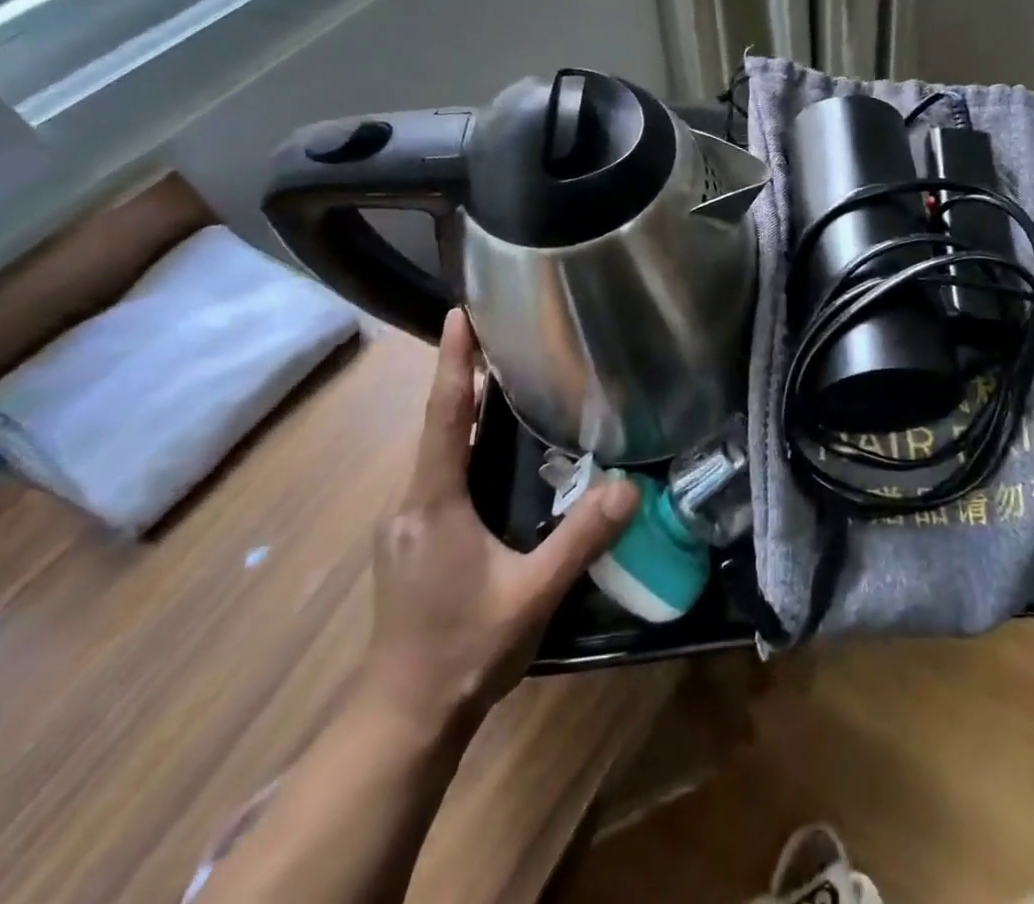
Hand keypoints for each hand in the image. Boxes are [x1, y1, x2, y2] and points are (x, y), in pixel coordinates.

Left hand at [362, 310, 637, 735]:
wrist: (403, 719)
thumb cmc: (464, 650)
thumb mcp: (533, 594)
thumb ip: (580, 539)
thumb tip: (630, 487)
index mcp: (433, 504)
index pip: (442, 416)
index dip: (452, 362)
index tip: (458, 313)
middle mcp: (409, 504)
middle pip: (437, 426)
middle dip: (462, 378)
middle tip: (500, 337)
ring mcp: (403, 526)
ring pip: (436, 454)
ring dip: (463, 414)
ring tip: (502, 382)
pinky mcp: (409, 544)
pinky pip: (437, 477)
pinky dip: (461, 448)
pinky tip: (490, 455)